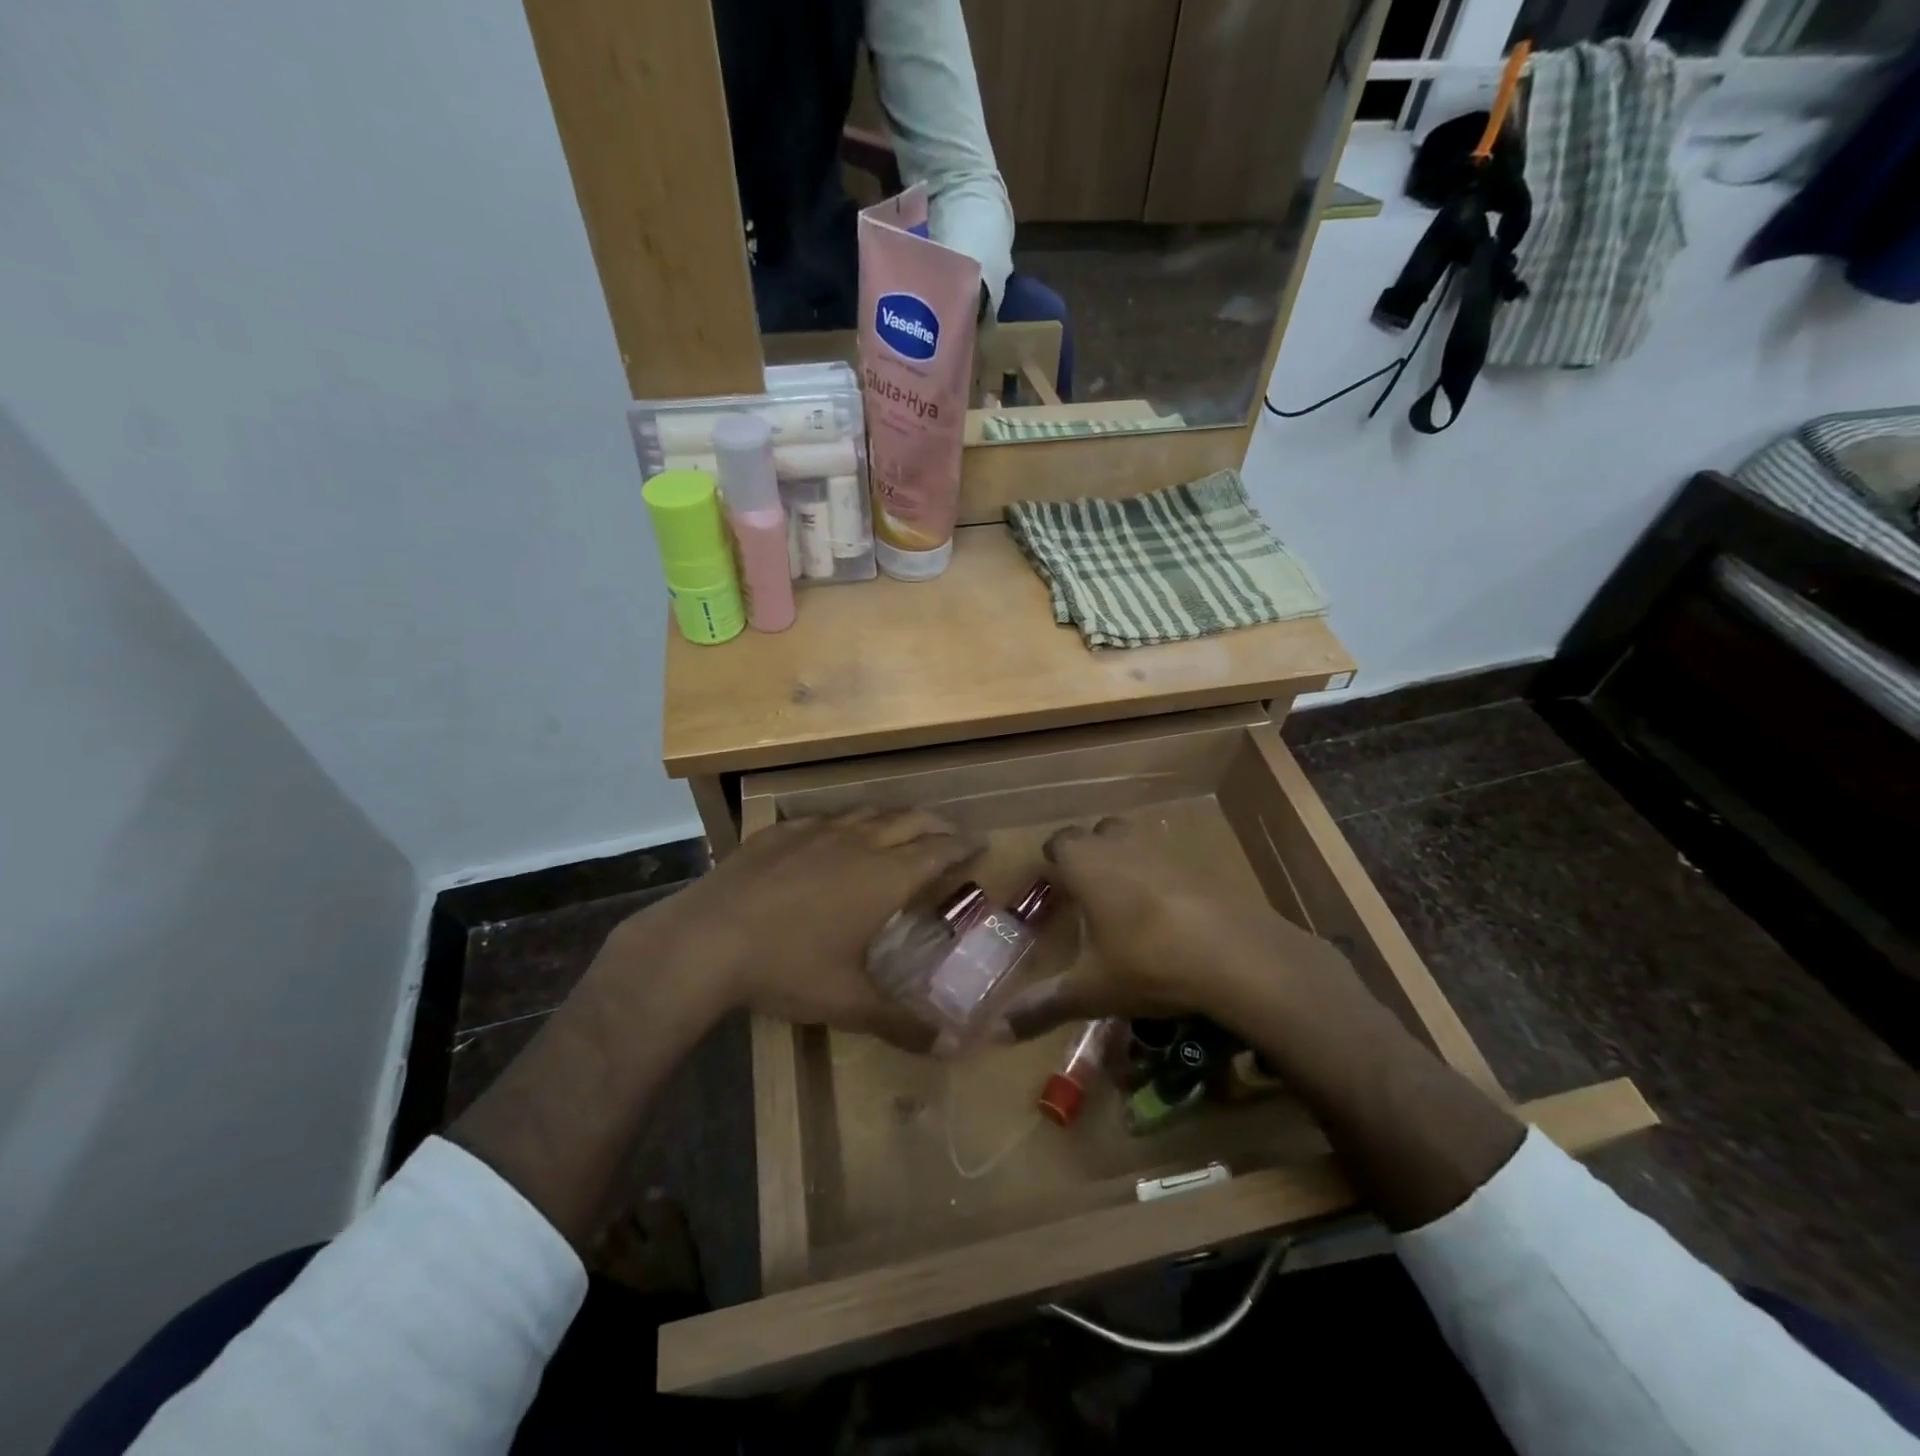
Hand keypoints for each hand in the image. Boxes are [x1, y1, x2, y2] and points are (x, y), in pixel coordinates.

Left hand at [609, 809, 981, 1049]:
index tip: (981, 843)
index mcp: (884, 877)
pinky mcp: (779, 832)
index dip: (962, 846)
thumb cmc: (787, 968)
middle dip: (935, 825)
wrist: (705, 940)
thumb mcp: (848, 1003)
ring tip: (899, 829)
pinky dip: (843, 824)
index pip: (938, 851)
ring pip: (866, 813)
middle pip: (909, 821)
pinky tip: (833, 836)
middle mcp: (857, 843)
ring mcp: (815, 832)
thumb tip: (952, 1048)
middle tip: (949, 835)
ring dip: (892, 819)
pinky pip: (823, 818)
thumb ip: (902, 1023)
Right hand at [997, 815, 1339, 1040]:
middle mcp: (1122, 845)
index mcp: (1086, 864)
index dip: (1052, 860)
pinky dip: (1162, 879)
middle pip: (1098, 833)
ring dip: (1126, 862)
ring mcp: (1165, 851)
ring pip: (1136, 842)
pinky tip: (1168, 915)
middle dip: (1089, 855)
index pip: (1058, 842)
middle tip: (1085, 893)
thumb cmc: (1147, 963)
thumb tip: (996, 1031)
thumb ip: (1043, 1006)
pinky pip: (1170, 862)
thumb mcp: (1090, 991)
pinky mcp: (1201, 865)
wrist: (1237, 957)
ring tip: (1125, 904)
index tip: (1050, 885)